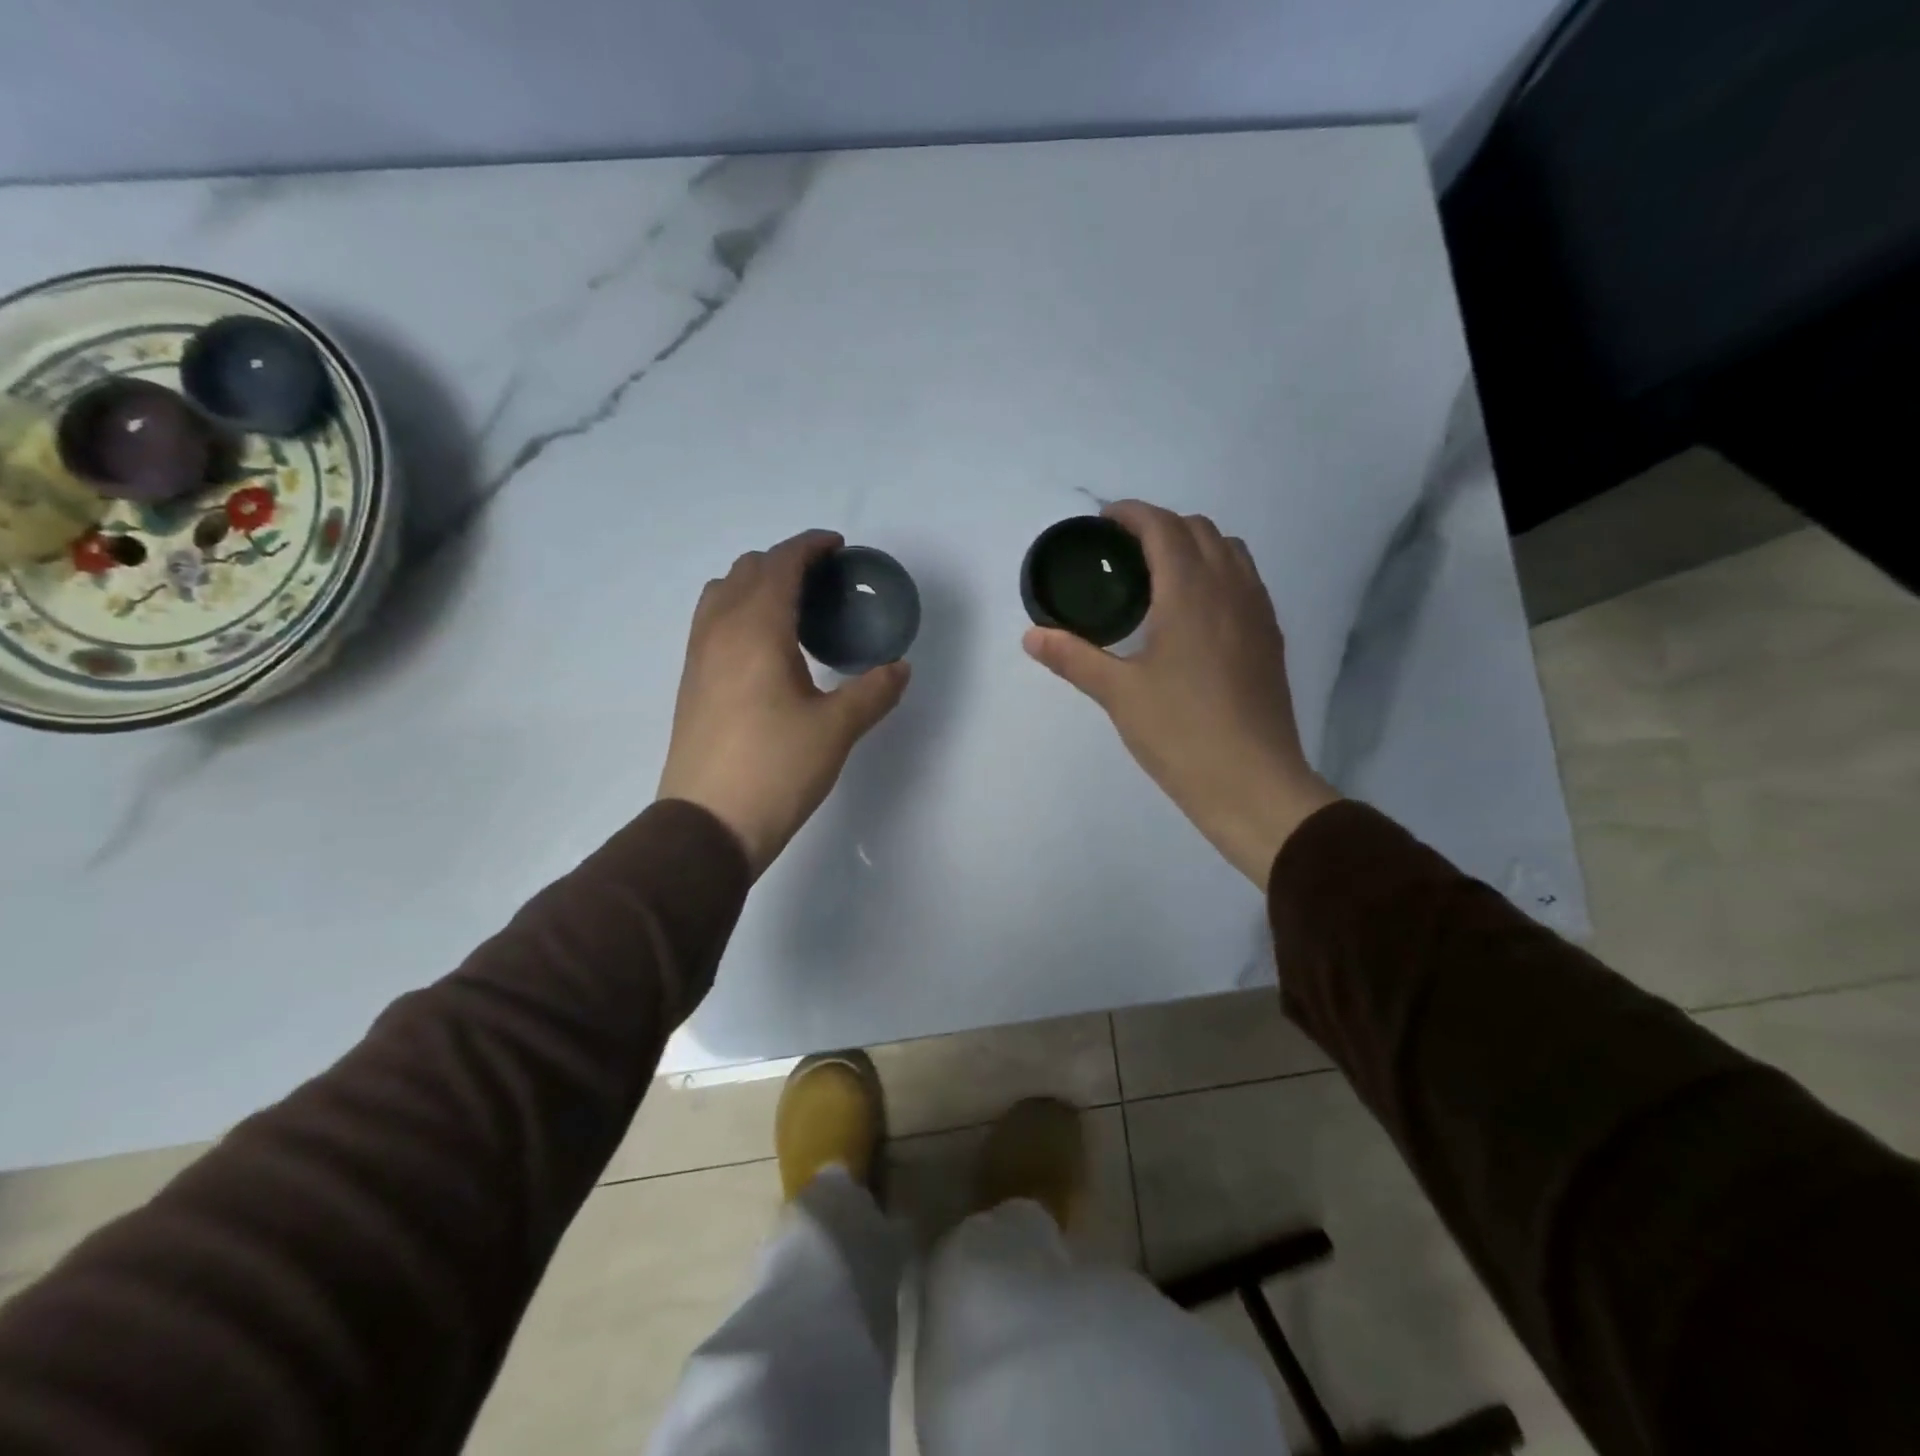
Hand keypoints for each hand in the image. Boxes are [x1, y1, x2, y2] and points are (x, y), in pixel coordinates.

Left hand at [658, 530, 909, 876]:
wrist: (708, 824)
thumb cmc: (776, 769)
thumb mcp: (835, 730)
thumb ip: (872, 691)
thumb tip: (899, 667)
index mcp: (756, 629)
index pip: (780, 564)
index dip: (810, 546)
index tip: (837, 547)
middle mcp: (719, 630)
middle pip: (747, 570)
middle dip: (785, 562)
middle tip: (823, 582)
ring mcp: (698, 656)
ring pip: (722, 593)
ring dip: (756, 584)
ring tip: (792, 609)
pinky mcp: (691, 682)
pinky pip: (712, 621)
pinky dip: (739, 610)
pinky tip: (766, 647)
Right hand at [1023, 501, 1338, 884]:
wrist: (1252, 782)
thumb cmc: (1181, 733)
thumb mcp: (1118, 694)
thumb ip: (1074, 657)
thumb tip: (1031, 635)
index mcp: (1191, 592)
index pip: (1163, 527)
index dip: (1132, 514)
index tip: (1103, 522)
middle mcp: (1231, 588)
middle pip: (1200, 529)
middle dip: (1160, 526)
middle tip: (1123, 553)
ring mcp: (1257, 612)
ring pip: (1230, 551)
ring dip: (1194, 546)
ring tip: (1160, 576)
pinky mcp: (1270, 638)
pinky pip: (1245, 580)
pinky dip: (1217, 572)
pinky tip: (1194, 613)